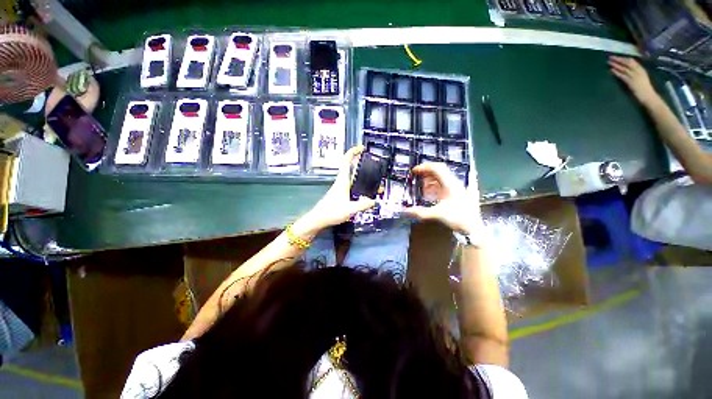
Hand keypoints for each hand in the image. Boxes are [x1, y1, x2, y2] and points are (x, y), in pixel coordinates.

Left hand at [298, 146, 375, 233]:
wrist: (318, 219)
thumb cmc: (331, 212)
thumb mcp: (350, 209)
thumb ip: (363, 205)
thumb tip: (374, 201)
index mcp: (342, 181)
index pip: (346, 161)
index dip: (353, 152)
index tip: (362, 148)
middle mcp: (341, 182)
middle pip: (351, 168)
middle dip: (361, 163)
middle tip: (373, 165)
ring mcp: (340, 188)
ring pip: (352, 177)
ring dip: (362, 176)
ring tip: (374, 180)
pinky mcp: (340, 195)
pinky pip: (352, 186)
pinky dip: (360, 185)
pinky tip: (366, 192)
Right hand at [403, 162, 482, 234]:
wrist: (474, 227)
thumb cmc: (458, 219)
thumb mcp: (436, 214)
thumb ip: (420, 212)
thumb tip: (405, 211)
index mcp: (450, 184)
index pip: (436, 168)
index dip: (424, 167)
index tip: (414, 171)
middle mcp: (454, 183)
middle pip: (439, 171)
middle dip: (426, 173)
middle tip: (417, 177)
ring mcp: (457, 187)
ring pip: (442, 177)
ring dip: (430, 180)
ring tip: (422, 187)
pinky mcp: (458, 193)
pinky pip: (445, 184)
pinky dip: (435, 186)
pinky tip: (431, 194)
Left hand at [608, 56, 659, 106]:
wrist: (648, 96)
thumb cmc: (644, 89)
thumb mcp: (641, 78)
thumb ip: (635, 73)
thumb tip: (627, 69)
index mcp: (641, 70)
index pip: (632, 61)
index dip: (624, 58)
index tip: (617, 56)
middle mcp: (638, 71)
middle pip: (627, 63)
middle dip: (618, 59)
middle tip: (610, 57)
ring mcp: (635, 76)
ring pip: (624, 68)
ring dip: (616, 65)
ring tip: (608, 62)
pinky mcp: (631, 82)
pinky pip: (623, 76)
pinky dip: (617, 72)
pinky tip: (611, 70)